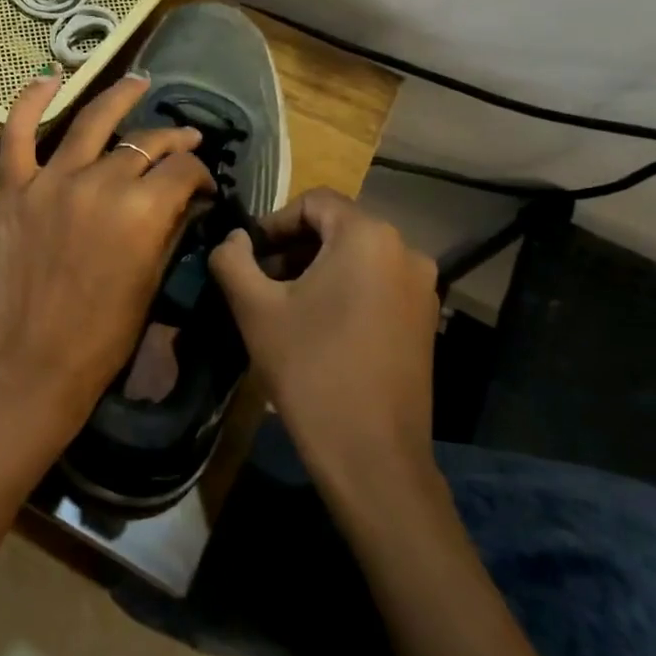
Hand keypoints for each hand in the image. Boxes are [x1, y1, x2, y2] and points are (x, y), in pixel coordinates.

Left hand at [0, 73, 213, 443]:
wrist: (37, 362)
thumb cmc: (105, 335)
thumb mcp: (154, 280)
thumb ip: (171, 227)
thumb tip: (186, 196)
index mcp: (142, 211)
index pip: (182, 170)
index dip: (200, 174)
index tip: (204, 187)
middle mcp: (99, 182)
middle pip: (144, 144)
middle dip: (172, 142)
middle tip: (184, 142)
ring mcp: (52, 181)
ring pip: (92, 123)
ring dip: (119, 98)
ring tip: (139, 83)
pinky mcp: (15, 189)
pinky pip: (17, 133)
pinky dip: (30, 101)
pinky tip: (50, 78)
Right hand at [209, 188, 438, 483]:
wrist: (370, 453)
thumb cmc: (309, 368)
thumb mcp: (255, 308)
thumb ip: (233, 259)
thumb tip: (231, 239)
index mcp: (368, 236)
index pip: (314, 202)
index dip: (272, 222)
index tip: (246, 257)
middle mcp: (406, 251)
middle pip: (337, 228)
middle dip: (292, 248)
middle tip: (258, 283)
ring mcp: (421, 288)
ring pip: (357, 258)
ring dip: (315, 270)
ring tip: (283, 307)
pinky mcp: (425, 321)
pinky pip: (376, 285)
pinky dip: (343, 291)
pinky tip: (318, 328)